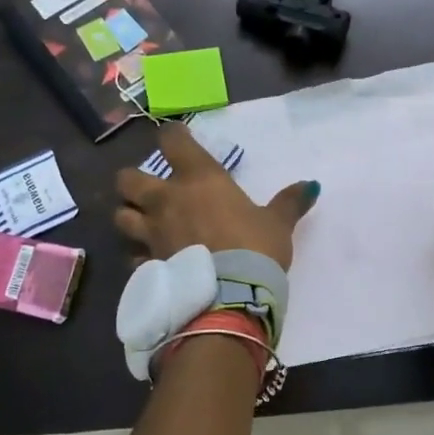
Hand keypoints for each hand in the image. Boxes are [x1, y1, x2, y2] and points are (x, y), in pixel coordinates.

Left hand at [114, 125, 318, 268]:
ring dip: (129, 216)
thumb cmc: (255, 249)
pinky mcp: (148, 266)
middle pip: (127, 179)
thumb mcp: (278, 224)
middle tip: (149, 188)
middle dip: (133, 181)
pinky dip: (140, 258)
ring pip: (121, 217)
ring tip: (142, 223)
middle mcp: (167, 201)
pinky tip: (153, 263)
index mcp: (198, 180)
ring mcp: (152, 234)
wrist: (231, 299)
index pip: (172, 142)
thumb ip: (289, 203)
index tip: (178, 138)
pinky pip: (134, 258)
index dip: (172, 136)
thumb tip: (312, 186)